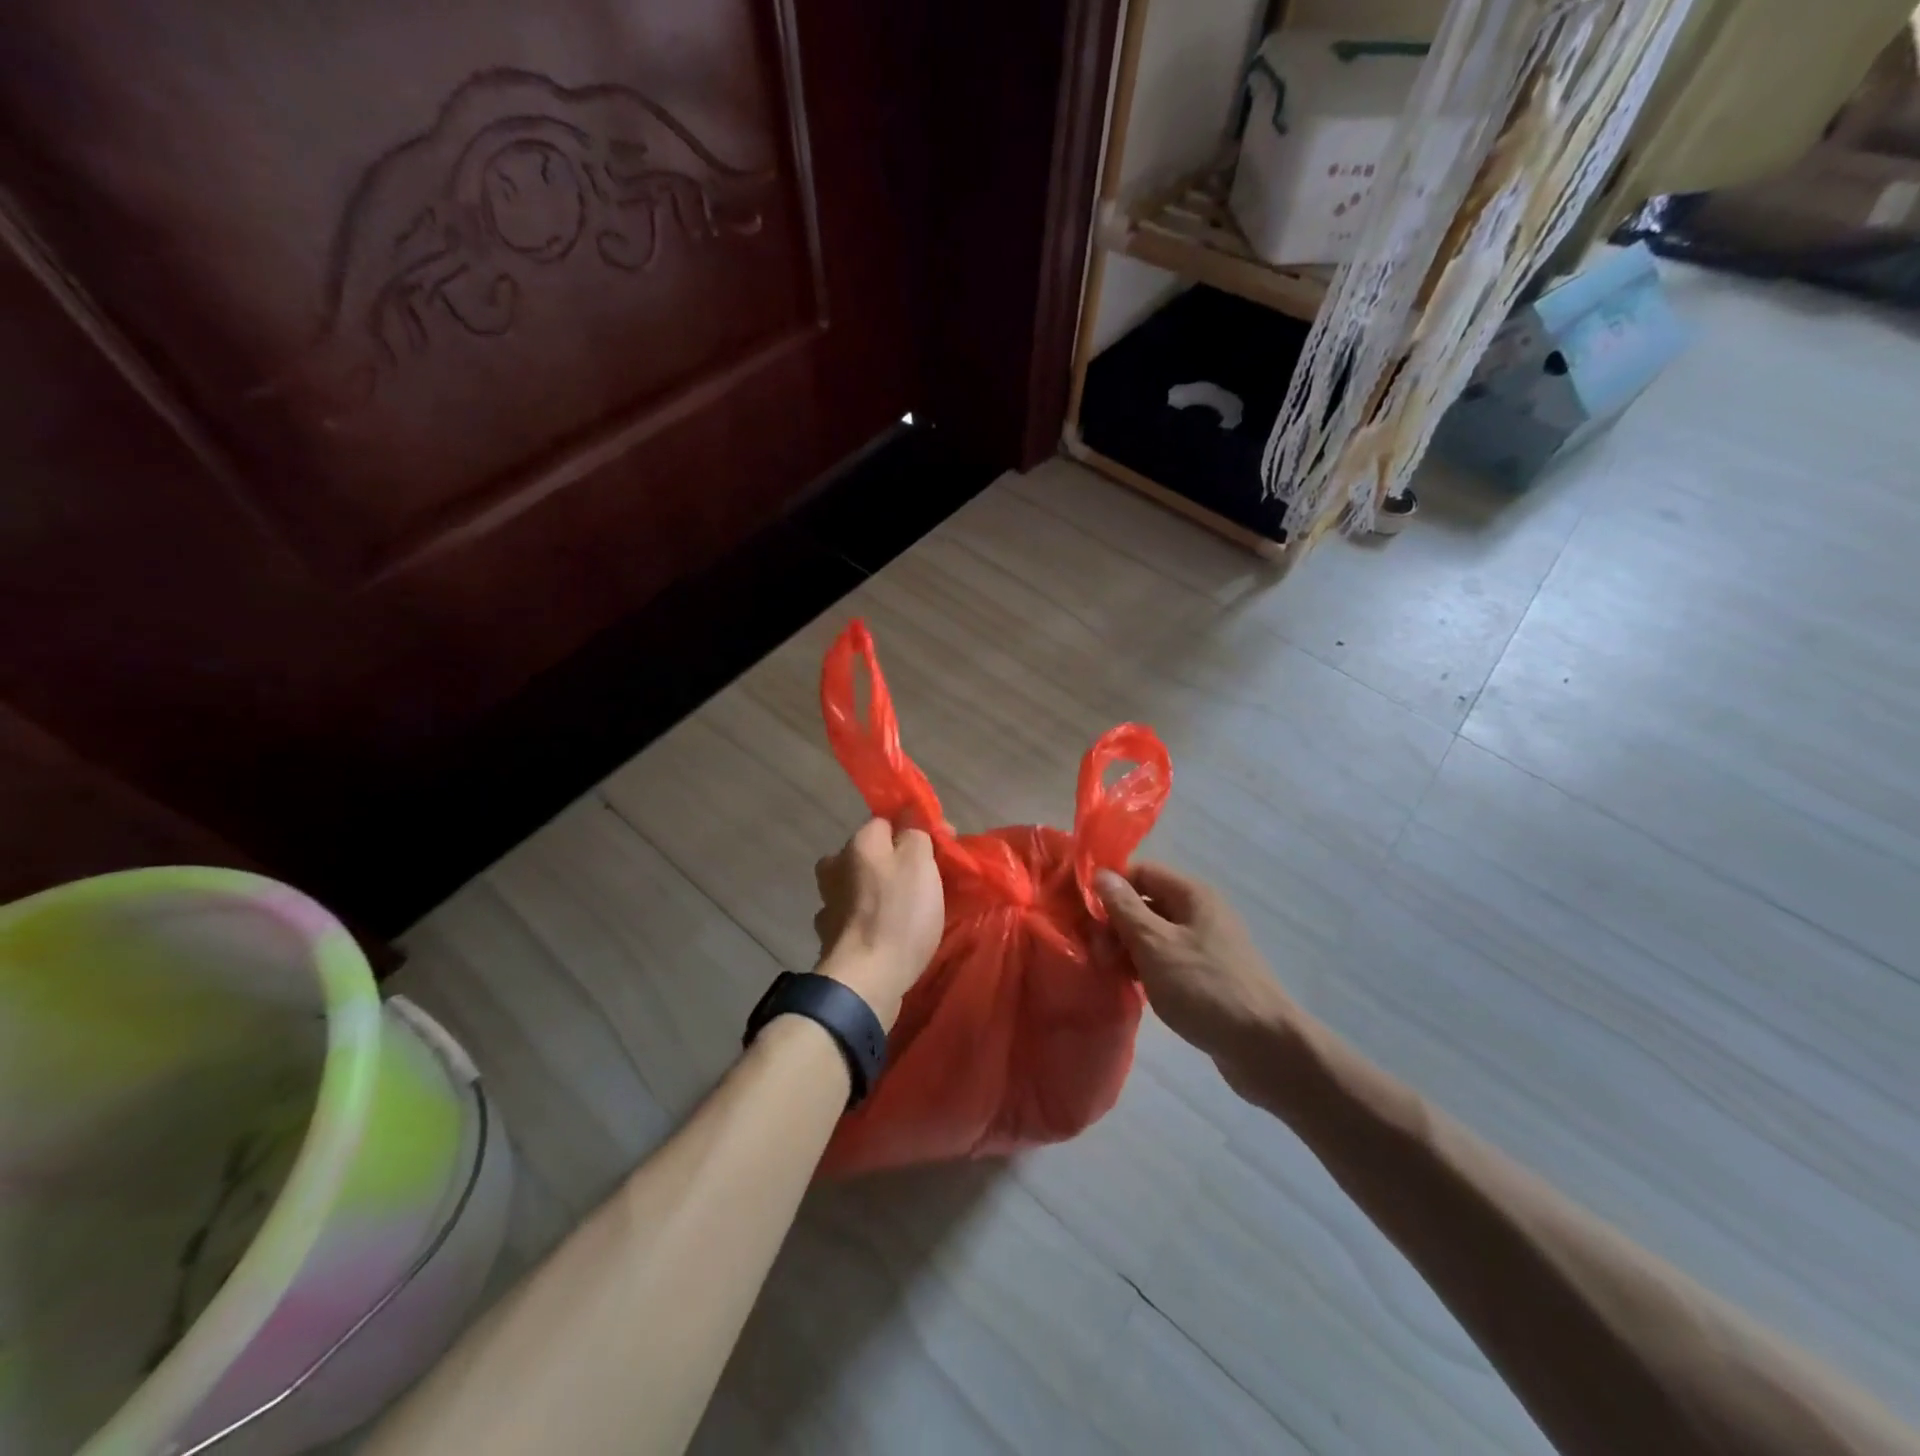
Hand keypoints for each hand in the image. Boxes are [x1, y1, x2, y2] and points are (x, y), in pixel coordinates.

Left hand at [813, 818, 943, 1031]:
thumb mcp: (919, 862)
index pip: (886, 821)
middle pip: (870, 855)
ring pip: (860, 887)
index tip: (941, 850)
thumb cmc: (898, 914)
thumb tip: (910, 820)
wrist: (866, 980)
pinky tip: (887, 934)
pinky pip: (856, 919)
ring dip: (879, 894)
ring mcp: (828, 905)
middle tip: (925, 882)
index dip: (915, 831)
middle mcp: (835, 867)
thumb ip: (916, 833)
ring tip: (908, 912)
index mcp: (857, 843)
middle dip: (893, 863)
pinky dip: (870, 922)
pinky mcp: (831, 939)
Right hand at [1095, 863, 1302, 1096]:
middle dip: (1115, 922)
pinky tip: (1130, 987)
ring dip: (1127, 948)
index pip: (1141, 871)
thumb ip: (1125, 908)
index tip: (1082, 912)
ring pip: (1153, 934)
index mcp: (1192, 895)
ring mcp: (1205, 946)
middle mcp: (1200, 913)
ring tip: (1107, 972)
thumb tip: (1101, 874)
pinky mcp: (1206, 976)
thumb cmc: (1205, 987)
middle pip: (1146, 903)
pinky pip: (1166, 960)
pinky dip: (1145, 968)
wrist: (1265, 1048)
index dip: (1110, 886)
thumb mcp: (1156, 944)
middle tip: (1094, 952)